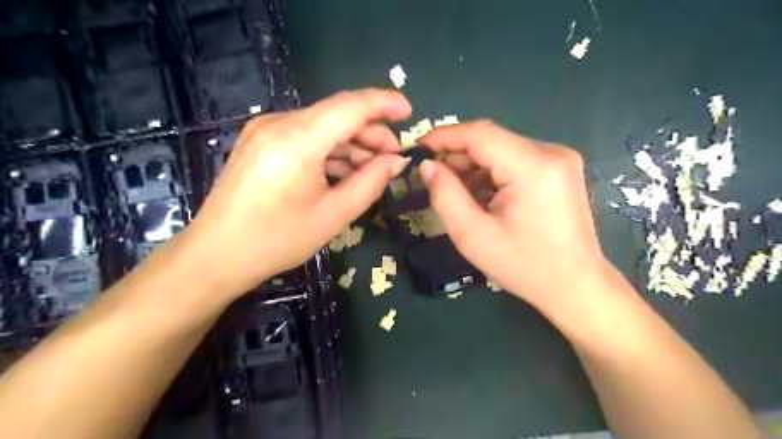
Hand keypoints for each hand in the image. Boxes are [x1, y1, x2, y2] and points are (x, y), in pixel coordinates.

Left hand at [180, 88, 410, 298]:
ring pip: (322, 126)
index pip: (350, 106)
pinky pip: (306, 137)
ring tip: (373, 167)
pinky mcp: (261, 142)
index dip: (384, 104)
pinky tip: (345, 170)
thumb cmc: (277, 240)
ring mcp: (265, 130)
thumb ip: (370, 183)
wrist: (216, 255)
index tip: (410, 112)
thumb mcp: (333, 215)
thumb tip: (397, 161)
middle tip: (394, 156)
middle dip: (370, 132)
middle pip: (337, 114)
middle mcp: (278, 124)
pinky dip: (330, 150)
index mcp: (296, 140)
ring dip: (351, 143)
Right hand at [421, 120, 610, 311]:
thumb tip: (428, 166)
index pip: (480, 134)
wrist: (575, 286)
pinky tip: (481, 195)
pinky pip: (516, 160)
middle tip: (434, 177)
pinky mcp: (560, 170)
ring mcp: (560, 160)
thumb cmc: (523, 266)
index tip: (419, 148)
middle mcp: (551, 152)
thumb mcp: (473, 235)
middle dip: (458, 155)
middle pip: (492, 140)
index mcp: (532, 166)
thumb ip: (445, 195)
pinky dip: (493, 173)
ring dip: (474, 166)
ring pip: (502, 149)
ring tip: (455, 191)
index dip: (445, 136)